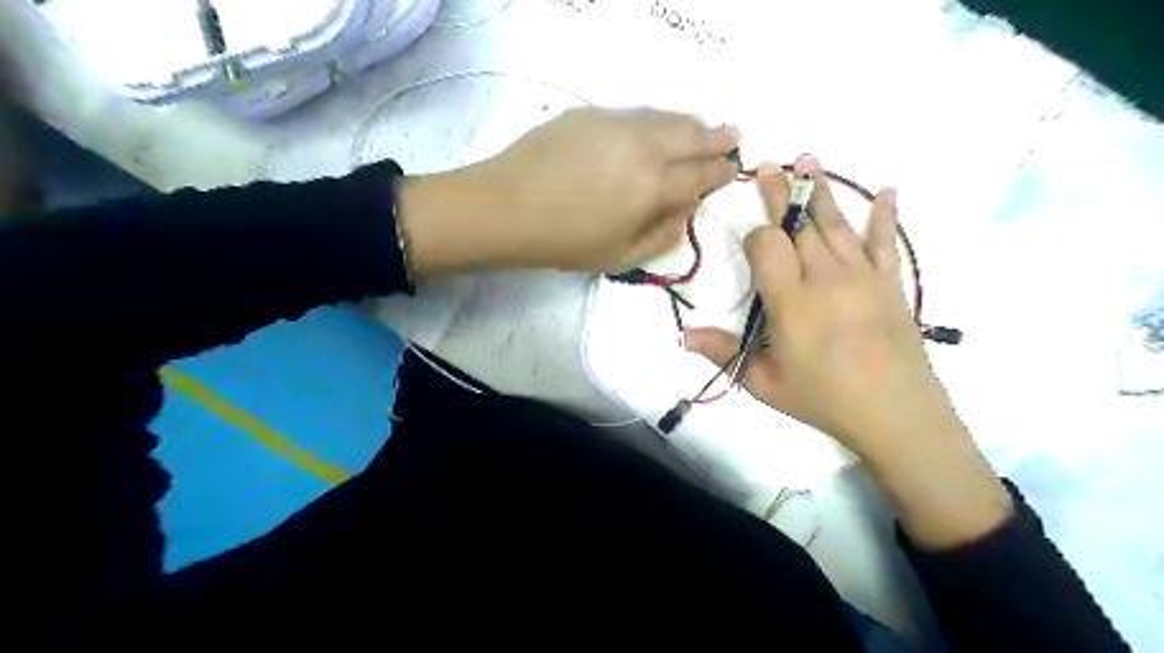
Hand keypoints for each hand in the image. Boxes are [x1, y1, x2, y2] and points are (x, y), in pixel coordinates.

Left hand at [404, 108, 733, 275]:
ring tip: (704, 126)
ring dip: (691, 122)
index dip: (721, 172)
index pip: (701, 174)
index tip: (732, 169)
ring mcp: (617, 124)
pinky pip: (636, 113)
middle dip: (717, 137)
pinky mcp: (591, 114)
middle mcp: (644, 147)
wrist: (506, 208)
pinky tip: (657, 125)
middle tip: (733, 135)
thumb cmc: (564, 242)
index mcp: (654, 187)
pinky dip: (657, 119)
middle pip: (692, 136)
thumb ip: (663, 234)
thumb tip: (687, 209)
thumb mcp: (621, 257)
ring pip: (666, 117)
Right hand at [688, 161, 1011, 548]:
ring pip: (836, 224)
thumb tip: (684, 335)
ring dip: (820, 190)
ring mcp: (862, 276)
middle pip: (799, 224)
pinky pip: (886, 242)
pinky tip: (888, 191)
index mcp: (791, 301)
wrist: (896, 415)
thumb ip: (725, 353)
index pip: (767, 246)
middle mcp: (826, 277)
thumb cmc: (823, 398)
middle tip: (769, 163)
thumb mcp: (764, 381)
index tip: (750, 236)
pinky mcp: (890, 283)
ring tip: (810, 158)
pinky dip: (885, 216)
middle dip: (780, 192)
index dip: (755, 235)